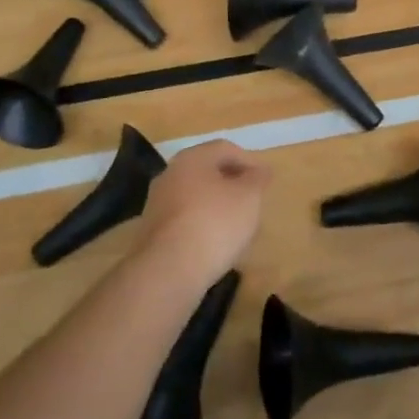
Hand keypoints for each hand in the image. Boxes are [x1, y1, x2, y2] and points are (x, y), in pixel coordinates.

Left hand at [135, 140, 271, 289]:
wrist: (169, 270)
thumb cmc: (215, 223)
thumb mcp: (249, 197)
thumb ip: (258, 179)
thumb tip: (261, 170)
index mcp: (192, 158)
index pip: (225, 149)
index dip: (249, 161)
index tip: (265, 181)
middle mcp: (170, 174)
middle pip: (207, 172)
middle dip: (232, 183)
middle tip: (252, 200)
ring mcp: (157, 203)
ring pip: (195, 196)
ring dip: (216, 205)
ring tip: (237, 225)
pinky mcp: (152, 232)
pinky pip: (184, 220)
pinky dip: (202, 225)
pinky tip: (215, 243)